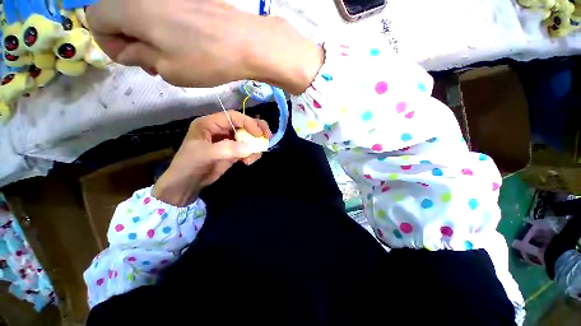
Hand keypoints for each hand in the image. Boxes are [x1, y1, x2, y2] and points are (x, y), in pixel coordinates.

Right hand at [86, 0, 323, 93]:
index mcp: (131, 8)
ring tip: (174, 57)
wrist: (246, 43)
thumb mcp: (168, 69)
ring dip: (150, 36)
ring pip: (143, 13)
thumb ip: (139, 56)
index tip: (133, 59)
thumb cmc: (206, 59)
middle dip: (130, 40)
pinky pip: (165, 11)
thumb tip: (130, 50)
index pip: (95, 19)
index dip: (109, 43)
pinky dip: (167, 28)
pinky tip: (187, 44)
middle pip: (118, 14)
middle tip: (155, 62)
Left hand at [152, 111, 271, 206]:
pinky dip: (252, 154)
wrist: (186, 184)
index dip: (248, 122)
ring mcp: (229, 141)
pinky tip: (248, 162)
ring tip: (252, 158)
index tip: (259, 134)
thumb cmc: (189, 164)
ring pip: (248, 138)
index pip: (234, 116)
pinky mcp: (234, 152)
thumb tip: (250, 147)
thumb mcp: (206, 154)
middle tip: (267, 137)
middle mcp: (221, 130)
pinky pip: (248, 149)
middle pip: (244, 124)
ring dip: (255, 146)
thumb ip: (228, 149)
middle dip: (257, 130)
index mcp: (210, 123)